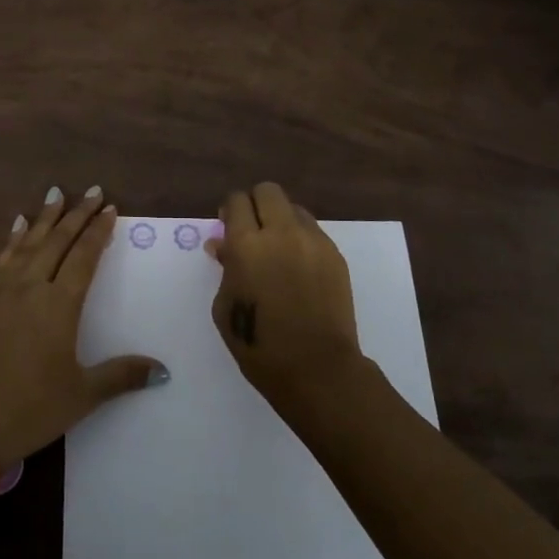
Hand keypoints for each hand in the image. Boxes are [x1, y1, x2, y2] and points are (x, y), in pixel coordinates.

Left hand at [0, 186, 166, 465]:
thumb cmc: (32, 408)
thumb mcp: (83, 394)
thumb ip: (122, 375)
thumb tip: (163, 369)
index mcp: (59, 305)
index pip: (83, 257)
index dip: (98, 231)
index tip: (109, 208)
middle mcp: (31, 288)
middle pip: (57, 241)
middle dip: (76, 214)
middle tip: (91, 190)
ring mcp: (3, 293)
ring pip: (27, 244)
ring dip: (44, 219)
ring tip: (55, 195)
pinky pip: (3, 260)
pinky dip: (14, 240)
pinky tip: (17, 228)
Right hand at [207, 181, 363, 407]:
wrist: (316, 367)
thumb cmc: (258, 344)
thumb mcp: (225, 307)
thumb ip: (225, 268)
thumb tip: (223, 245)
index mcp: (247, 244)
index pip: (236, 201)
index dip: (229, 210)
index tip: (227, 226)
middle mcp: (281, 232)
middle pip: (268, 191)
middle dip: (256, 203)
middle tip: (252, 229)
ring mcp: (313, 241)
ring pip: (294, 208)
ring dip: (281, 220)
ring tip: (278, 249)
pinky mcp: (335, 255)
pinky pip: (313, 231)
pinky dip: (301, 239)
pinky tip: (298, 268)